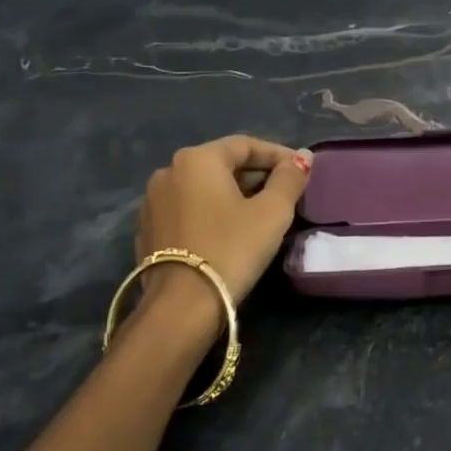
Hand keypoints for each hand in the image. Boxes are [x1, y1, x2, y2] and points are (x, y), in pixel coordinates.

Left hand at [136, 135, 311, 303]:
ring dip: (234, 194)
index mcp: (197, 159)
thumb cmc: (232, 248)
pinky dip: (212, 212)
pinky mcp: (148, 230)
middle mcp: (168, 172)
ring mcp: (152, 202)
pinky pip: (189, 210)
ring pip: (204, 188)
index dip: (278, 155)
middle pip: (222, 164)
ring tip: (261, 213)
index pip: (245, 145)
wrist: (182, 305)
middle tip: (285, 193)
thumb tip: (302, 158)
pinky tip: (231, 231)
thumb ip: (289, 179)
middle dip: (256, 175)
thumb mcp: (272, 212)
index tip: (302, 170)